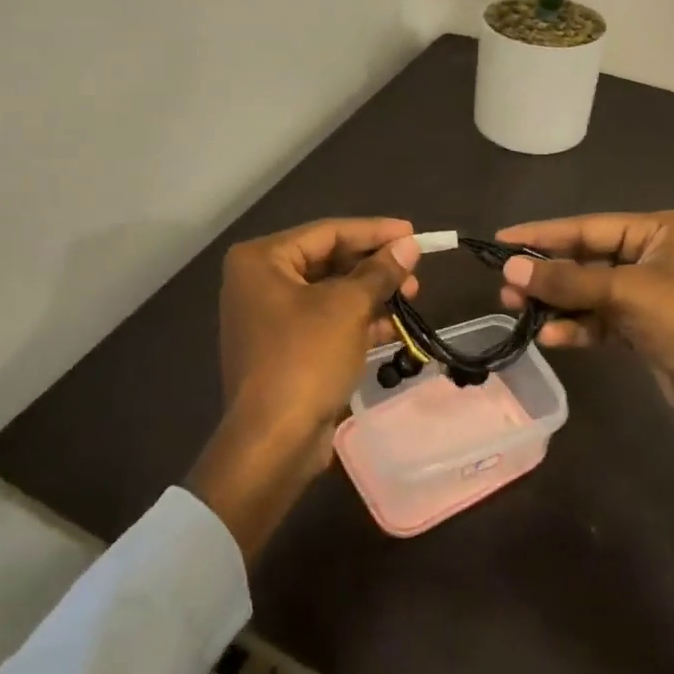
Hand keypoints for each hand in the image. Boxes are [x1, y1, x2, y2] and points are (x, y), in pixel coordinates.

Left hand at [188, 218, 420, 557]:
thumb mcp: (348, 307)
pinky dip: (357, 321)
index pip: (328, 232)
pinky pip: (325, 322)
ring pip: (330, 293)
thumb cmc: (305, 358)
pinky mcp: (283, 350)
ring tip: (412, 294)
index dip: (374, 231)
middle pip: (328, 261)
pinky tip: (393, 325)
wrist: (273, 442)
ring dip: (371, 293)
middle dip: (374, 266)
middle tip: (415, 269)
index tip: (413, 233)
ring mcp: (268, 319)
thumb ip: (380, 271)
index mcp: (261, 260)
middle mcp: (258, 282)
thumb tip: (408, 245)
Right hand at [497, 211, 673, 506]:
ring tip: (516, 311)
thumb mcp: (627, 293)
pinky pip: (600, 322)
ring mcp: (648, 296)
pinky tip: (550, 338)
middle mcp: (652, 256)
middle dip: (547, 275)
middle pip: (586, 260)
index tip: (501, 239)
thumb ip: (567, 281)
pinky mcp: (644, 332)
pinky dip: (576, 328)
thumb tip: (510, 269)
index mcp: (658, 230)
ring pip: (589, 294)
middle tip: (504, 287)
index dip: (543, 234)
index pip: (587, 227)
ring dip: (556, 304)